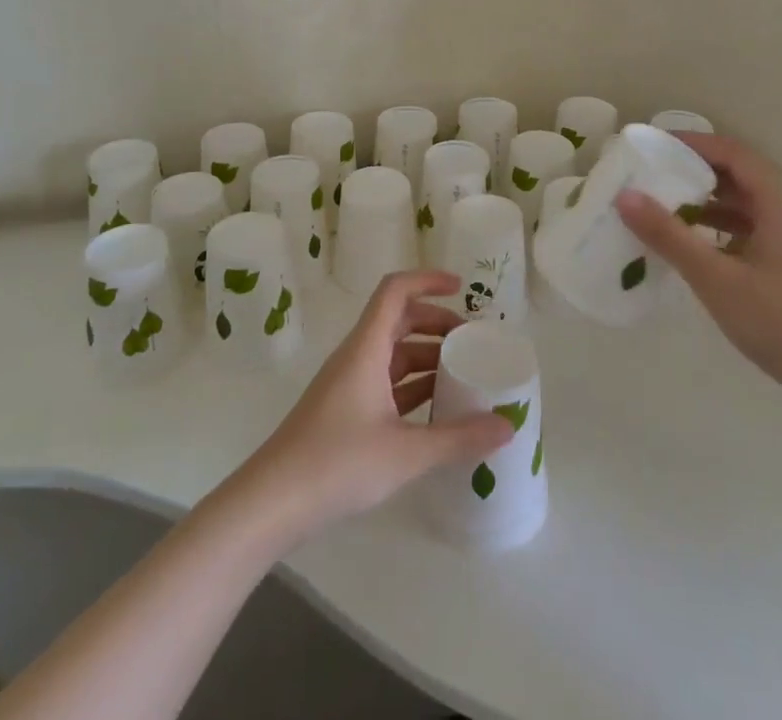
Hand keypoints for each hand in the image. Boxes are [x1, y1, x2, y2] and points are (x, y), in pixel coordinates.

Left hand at [231, 271, 512, 545]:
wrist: (273, 501)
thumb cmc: (337, 463)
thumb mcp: (405, 452)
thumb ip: (458, 438)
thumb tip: (508, 426)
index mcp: (367, 348)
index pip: (395, 291)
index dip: (428, 280)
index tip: (462, 288)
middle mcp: (358, 356)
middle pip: (399, 320)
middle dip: (436, 323)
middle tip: (472, 342)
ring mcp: (349, 384)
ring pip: (393, 354)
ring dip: (426, 356)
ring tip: (464, 375)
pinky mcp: (346, 411)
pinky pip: (386, 382)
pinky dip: (413, 386)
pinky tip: (437, 410)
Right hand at [613, 132, 781, 427]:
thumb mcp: (718, 279)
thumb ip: (670, 236)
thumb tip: (625, 196)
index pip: (735, 153)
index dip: (696, 143)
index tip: (655, 147)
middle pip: (740, 178)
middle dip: (695, 174)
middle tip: (650, 179)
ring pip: (745, 209)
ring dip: (706, 206)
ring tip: (662, 212)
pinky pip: (751, 235)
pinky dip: (720, 233)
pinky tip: (693, 252)